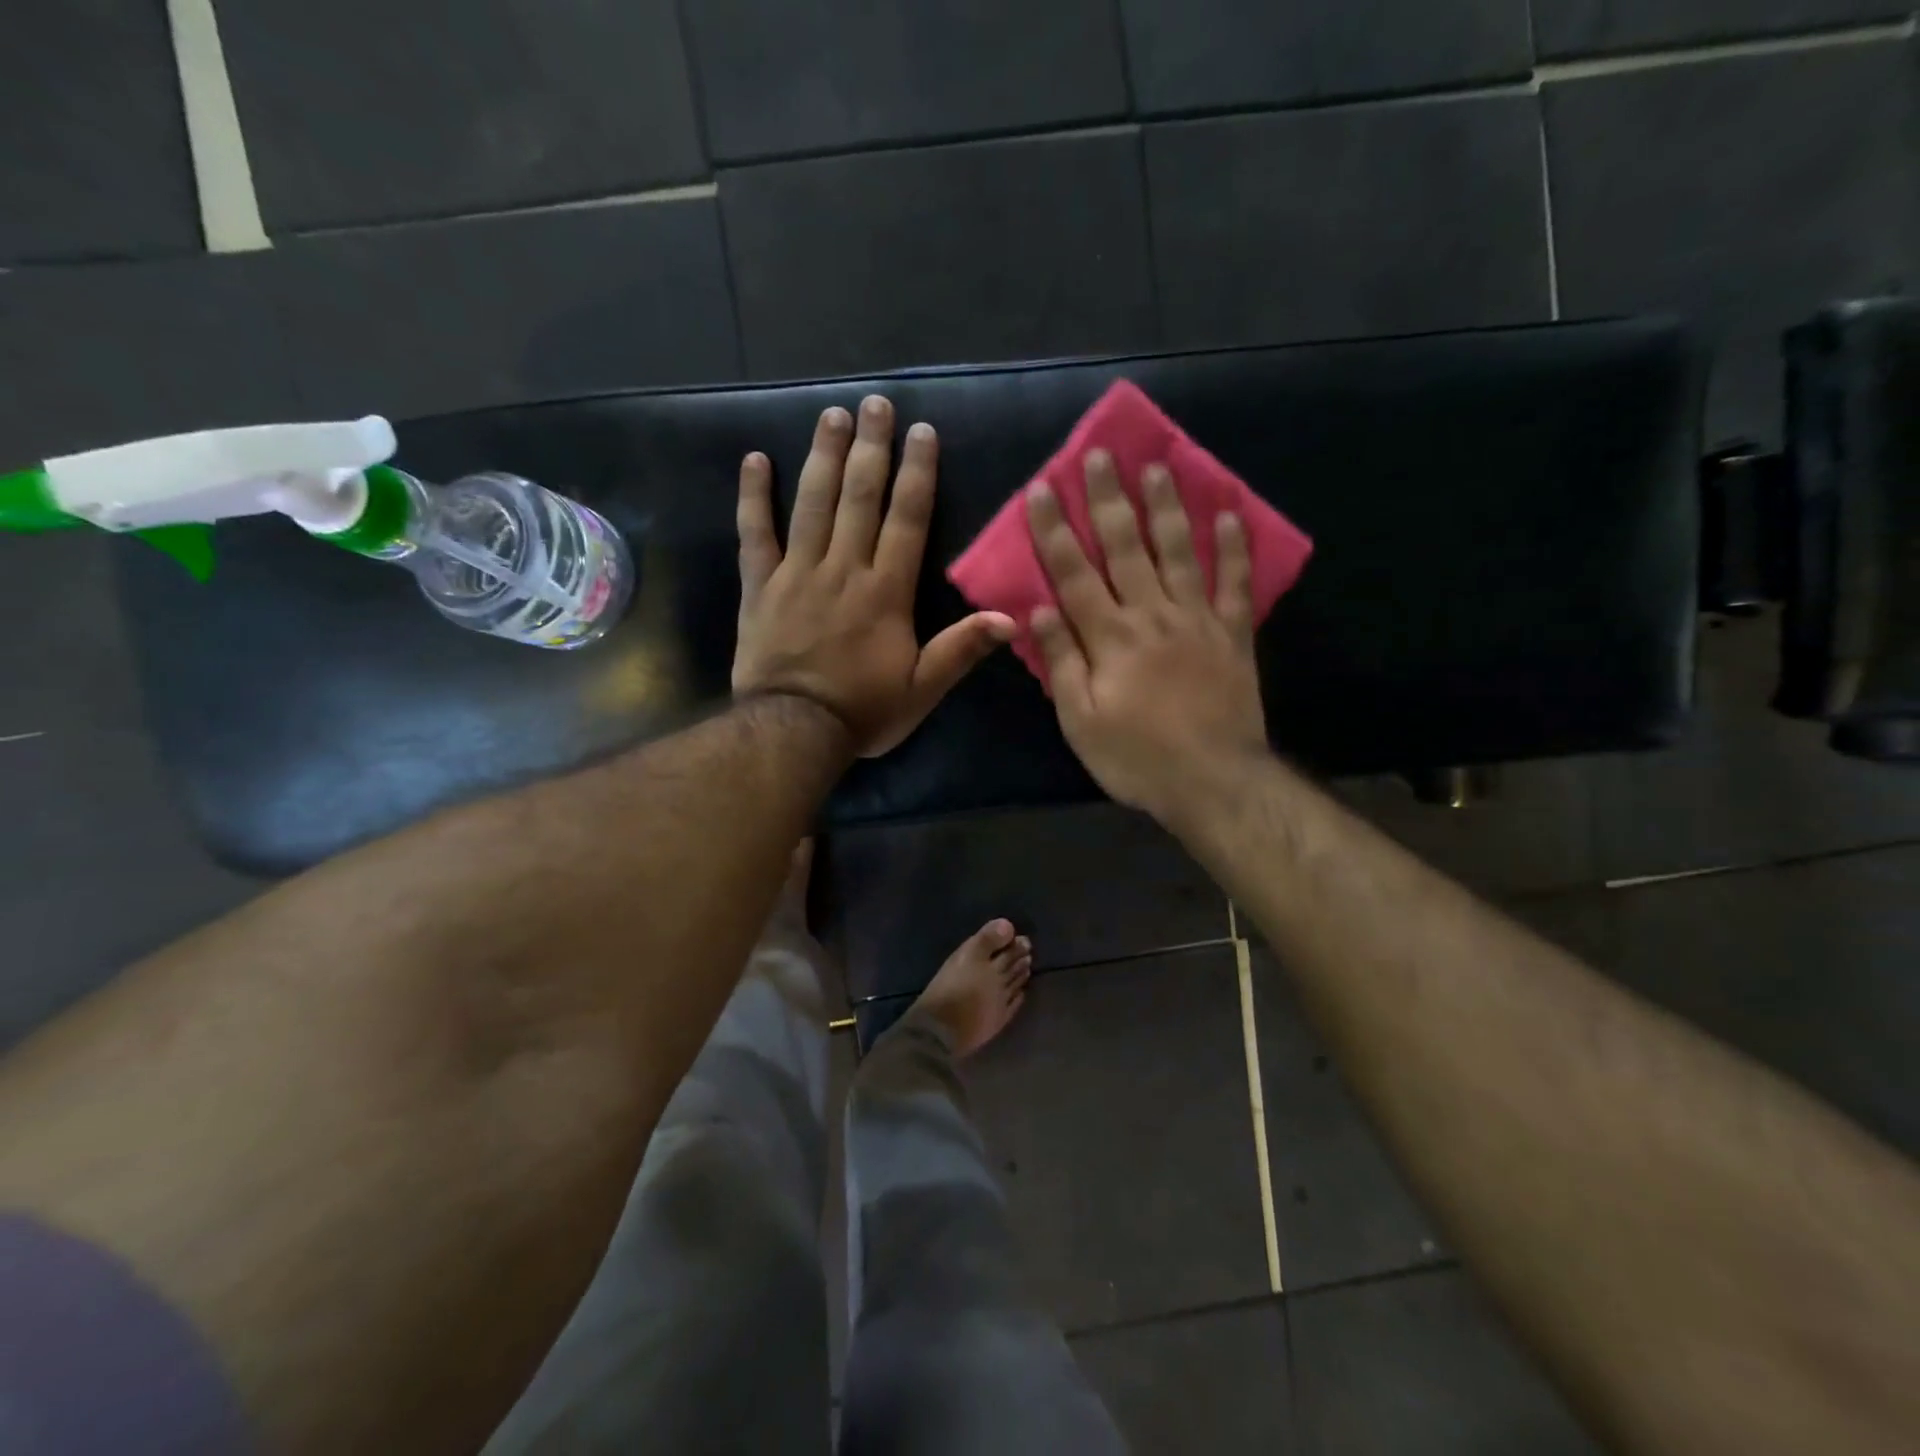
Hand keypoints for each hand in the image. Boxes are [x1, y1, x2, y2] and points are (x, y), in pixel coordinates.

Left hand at [734, 396, 1014, 758]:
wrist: (793, 731)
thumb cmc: (863, 711)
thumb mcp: (921, 690)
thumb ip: (960, 650)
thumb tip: (1010, 618)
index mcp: (885, 592)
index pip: (906, 520)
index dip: (916, 474)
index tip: (920, 433)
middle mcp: (843, 569)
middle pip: (859, 498)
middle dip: (870, 448)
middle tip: (876, 404)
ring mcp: (797, 573)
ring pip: (812, 504)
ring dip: (823, 456)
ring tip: (832, 414)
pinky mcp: (760, 586)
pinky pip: (755, 534)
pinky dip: (753, 496)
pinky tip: (755, 459)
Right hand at [1026, 451, 1268, 826]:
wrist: (1213, 782)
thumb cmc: (1136, 757)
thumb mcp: (1079, 721)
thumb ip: (1061, 662)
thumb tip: (1038, 608)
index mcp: (1109, 637)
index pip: (1074, 573)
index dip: (1055, 530)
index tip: (1042, 488)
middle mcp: (1151, 615)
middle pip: (1127, 547)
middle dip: (1109, 499)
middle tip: (1100, 454)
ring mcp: (1197, 620)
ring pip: (1179, 551)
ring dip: (1167, 507)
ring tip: (1159, 466)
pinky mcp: (1233, 634)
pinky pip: (1235, 583)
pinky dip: (1234, 548)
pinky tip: (1231, 514)